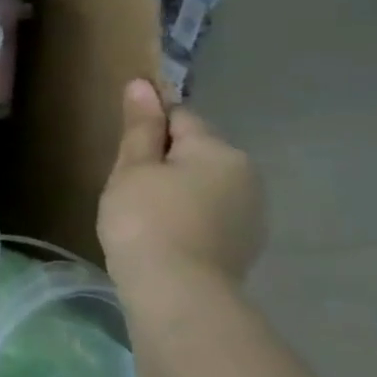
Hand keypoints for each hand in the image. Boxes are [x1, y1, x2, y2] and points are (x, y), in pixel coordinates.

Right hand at [98, 80, 264, 288]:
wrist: (177, 291)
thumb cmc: (145, 220)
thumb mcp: (133, 168)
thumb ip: (141, 127)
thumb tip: (143, 85)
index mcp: (219, 150)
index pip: (180, 117)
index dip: (148, 128)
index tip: (124, 151)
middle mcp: (246, 174)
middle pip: (196, 151)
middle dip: (165, 161)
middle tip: (127, 186)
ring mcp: (252, 212)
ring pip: (205, 184)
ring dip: (178, 189)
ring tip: (143, 214)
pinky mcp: (245, 243)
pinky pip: (211, 213)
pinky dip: (189, 216)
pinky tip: (165, 234)